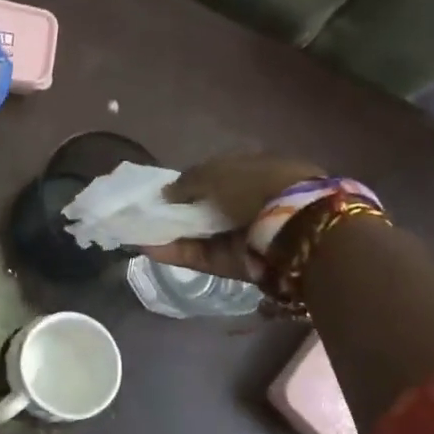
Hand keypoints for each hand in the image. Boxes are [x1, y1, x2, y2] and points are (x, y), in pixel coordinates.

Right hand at [144, 153, 325, 280]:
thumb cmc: (256, 185)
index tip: (165, 190)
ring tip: (139, 232)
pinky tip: (148, 248)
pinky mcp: (238, 263)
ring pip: (202, 234)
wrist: (293, 227)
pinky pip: (202, 256)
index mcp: (255, 170)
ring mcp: (246, 235)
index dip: (191, 183)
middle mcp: (252, 202)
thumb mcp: (215, 172)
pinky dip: (177, 252)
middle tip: (148, 213)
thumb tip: (166, 192)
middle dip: (180, 211)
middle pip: (209, 208)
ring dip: (172, 233)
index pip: (218, 176)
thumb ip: (187, 181)